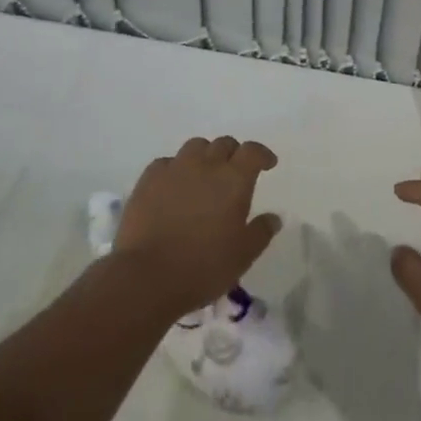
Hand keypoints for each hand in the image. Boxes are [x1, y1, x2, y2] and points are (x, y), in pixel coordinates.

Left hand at [114, 136, 281, 316]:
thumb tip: (274, 217)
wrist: (147, 276)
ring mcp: (175, 168)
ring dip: (205, 156)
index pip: (252, 151)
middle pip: (224, 144)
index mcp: (234, 179)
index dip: (262, 154)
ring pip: (195, 147)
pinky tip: (174, 185)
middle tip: (235, 172)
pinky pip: (167, 162)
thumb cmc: (203, 266)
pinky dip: (176, 168)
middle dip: (234, 154)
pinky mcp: (148, 179)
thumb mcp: (243, 255)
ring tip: (204, 174)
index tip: (267, 164)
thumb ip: (261, 232)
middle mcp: (206, 164)